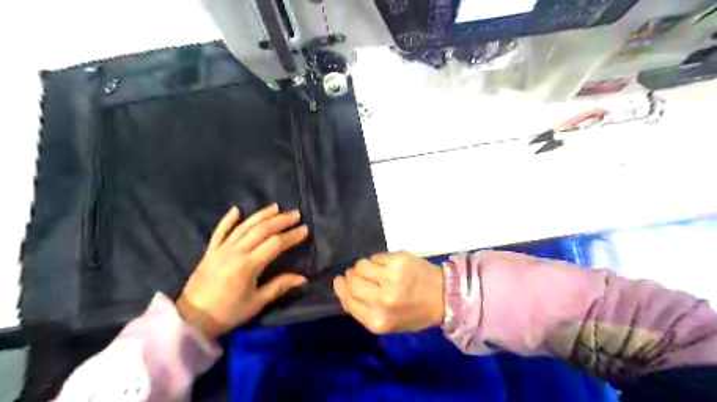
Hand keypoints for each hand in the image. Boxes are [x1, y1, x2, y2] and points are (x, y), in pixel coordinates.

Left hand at [176, 205, 307, 338]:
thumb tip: (302, 278)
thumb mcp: (256, 303)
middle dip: (280, 220)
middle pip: (261, 230)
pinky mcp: (210, 251)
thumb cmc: (227, 312)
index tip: (304, 229)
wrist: (190, 319)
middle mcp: (235, 252)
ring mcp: (221, 249)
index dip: (291, 236)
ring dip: (261, 215)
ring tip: (275, 207)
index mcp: (248, 266)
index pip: (275, 244)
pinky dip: (228, 219)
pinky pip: (220, 231)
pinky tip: (237, 209)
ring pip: (244, 226)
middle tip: (295, 214)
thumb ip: (279, 286)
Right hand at [336, 252, 445, 332]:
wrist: (443, 297)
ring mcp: (391, 277)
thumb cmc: (414, 314)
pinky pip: (375, 256)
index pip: (348, 299)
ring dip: (364, 267)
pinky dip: (377, 260)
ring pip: (361, 265)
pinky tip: (387, 266)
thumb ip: (362, 310)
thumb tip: (343, 287)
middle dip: (351, 276)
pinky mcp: (399, 260)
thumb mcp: (387, 323)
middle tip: (359, 276)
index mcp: (377, 320)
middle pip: (351, 280)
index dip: (341, 288)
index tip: (340, 280)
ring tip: (376, 272)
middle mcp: (382, 299)